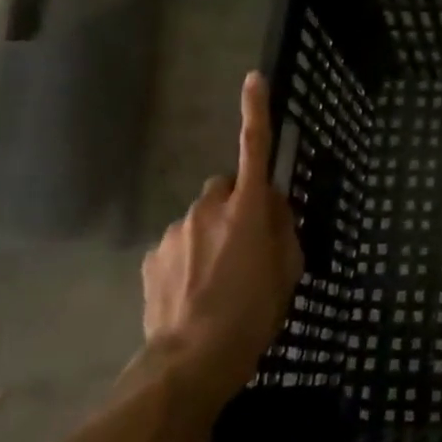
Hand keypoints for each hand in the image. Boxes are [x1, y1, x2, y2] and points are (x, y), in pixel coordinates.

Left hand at [141, 71, 303, 408]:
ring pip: (200, 219)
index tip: (253, 79)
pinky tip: (194, 292)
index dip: (256, 112)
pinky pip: (178, 243)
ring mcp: (175, 232)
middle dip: (236, 205)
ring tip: (219, 280)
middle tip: (247, 244)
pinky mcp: (152, 257)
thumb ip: (284, 229)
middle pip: (225, 189)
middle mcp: (208, 209)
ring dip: (212, 235)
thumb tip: (273, 207)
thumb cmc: (253, 314)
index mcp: (248, 210)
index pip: (254, 149)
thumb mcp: (289, 271)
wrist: (191, 362)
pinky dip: (189, 257)